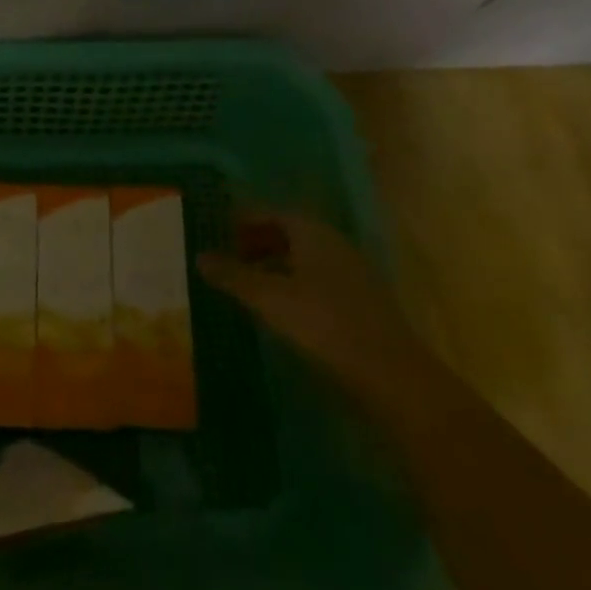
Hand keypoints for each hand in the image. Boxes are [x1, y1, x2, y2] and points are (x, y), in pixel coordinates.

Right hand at [196, 208, 419, 388]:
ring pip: (305, 258)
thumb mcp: (269, 298)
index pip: (275, 212)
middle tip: (229, 255)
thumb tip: (200, 256)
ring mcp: (352, 274)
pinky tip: (280, 308)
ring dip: (275, 263)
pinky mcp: (361, 303)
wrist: (391, 377)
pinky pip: (318, 280)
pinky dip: (293, 284)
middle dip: (259, 240)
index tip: (219, 228)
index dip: (246, 218)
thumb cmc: (323, 324)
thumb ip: (233, 275)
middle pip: (291, 232)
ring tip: (248, 283)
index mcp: (314, 233)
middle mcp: (335, 245)